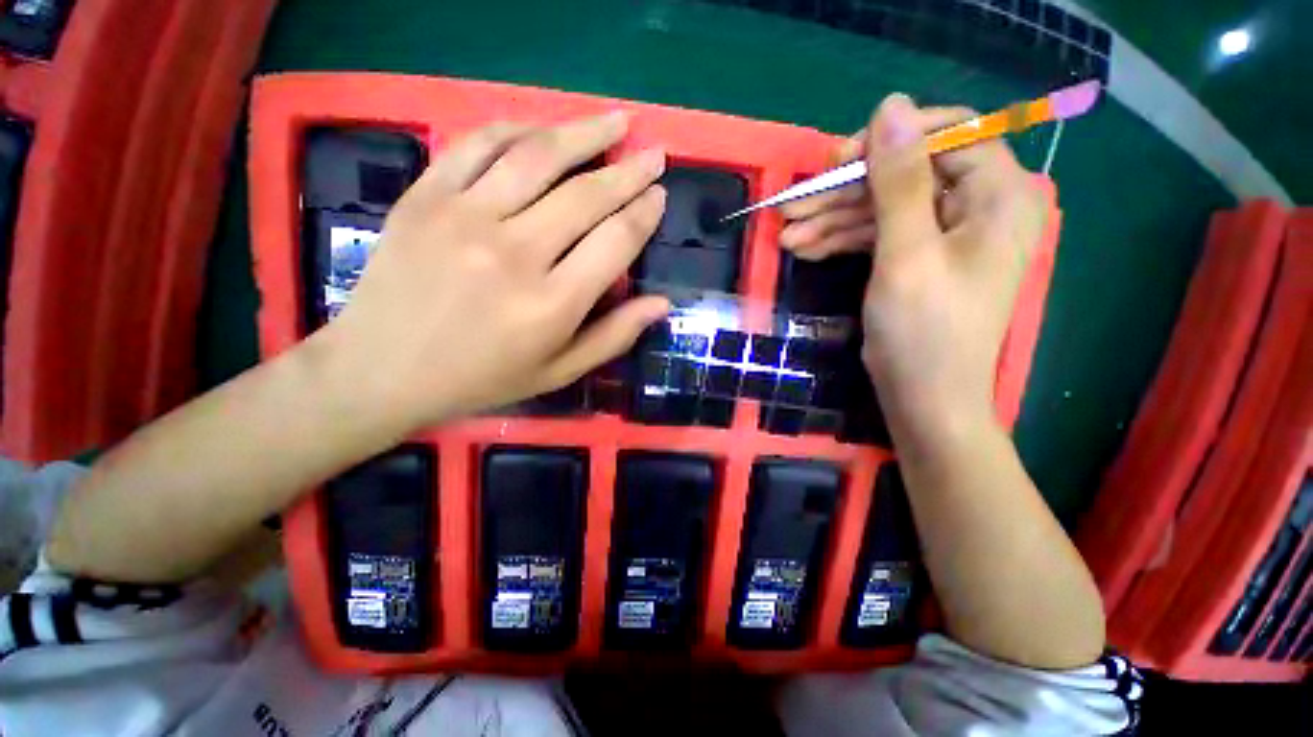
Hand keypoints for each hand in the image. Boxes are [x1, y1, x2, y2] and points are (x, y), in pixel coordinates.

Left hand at [317, 114, 669, 430]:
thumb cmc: (481, 378)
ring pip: (538, 156)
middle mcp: (514, 253)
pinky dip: (519, 128)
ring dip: (584, 132)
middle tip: (654, 154)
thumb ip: (613, 337)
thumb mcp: (558, 371)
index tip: (659, 195)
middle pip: (586, 195)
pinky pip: (479, 145)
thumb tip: (662, 303)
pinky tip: (545, 128)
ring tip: (615, 121)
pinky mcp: (425, 196)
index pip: (615, 241)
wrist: (381, 369)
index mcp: (552, 304)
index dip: (644, 213)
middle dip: (629, 170)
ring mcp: (464, 217)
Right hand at [786, 95, 1044, 430]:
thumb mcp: (906, 255)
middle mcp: (977, 207)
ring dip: (833, 221)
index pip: (947, 135)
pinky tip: (804, 249)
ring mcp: (944, 235)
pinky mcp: (918, 258)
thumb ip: (898, 182)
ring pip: (883, 209)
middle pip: (904, 176)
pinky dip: (842, 241)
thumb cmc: (924, 332)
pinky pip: (879, 236)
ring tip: (786, 235)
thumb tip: (888, 106)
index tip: (835, 163)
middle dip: (844, 193)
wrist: (924, 399)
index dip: (888, 142)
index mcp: (997, 195)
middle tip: (791, 207)